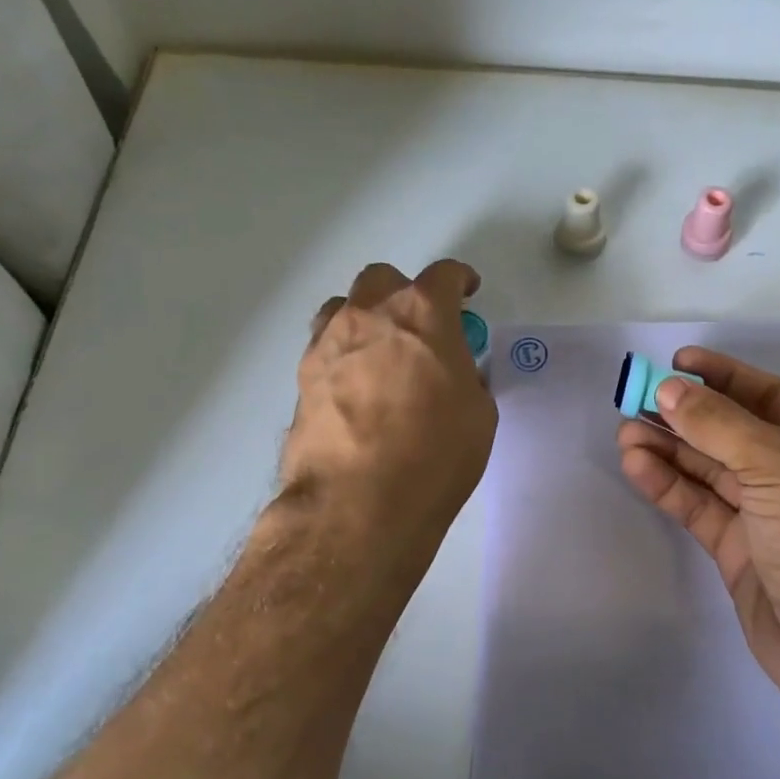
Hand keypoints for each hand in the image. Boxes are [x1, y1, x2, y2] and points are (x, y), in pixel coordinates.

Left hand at [278, 260, 496, 546]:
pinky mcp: (302, 378)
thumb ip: (466, 378)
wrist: (358, 503)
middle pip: (383, 279)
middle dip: (405, 293)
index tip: (467, 292)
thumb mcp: (478, 414)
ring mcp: (328, 344)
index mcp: (423, 315)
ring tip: (382, 353)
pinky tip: (357, 388)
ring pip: (344, 308)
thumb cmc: (435, 455)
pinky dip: (345, 355)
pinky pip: (325, 347)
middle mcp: (370, 316)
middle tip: (422, 327)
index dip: (459, 280)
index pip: (443, 275)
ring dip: (367, 319)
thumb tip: (452, 375)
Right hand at [616, 347, 779, 729]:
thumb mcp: (778, 464)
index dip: (723, 377)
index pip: (769, 395)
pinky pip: (701, 510)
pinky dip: (670, 487)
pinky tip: (637, 466)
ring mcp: (769, 517)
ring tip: (625, 431)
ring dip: (670, 450)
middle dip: (687, 415)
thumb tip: (670, 389)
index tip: (677, 362)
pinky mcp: (741, 554)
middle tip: (635, 398)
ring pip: (712, 472)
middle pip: (734, 433)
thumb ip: (719, 425)